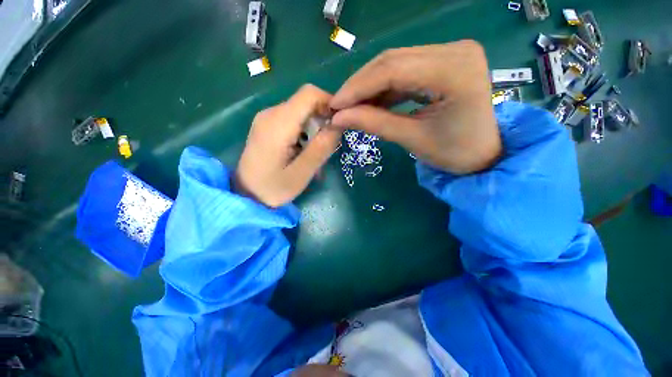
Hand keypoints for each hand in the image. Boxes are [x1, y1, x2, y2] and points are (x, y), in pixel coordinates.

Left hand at [235, 84, 341, 207]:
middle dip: (322, 121)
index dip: (329, 103)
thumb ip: (321, 148)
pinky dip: (304, 133)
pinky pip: (292, 120)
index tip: (339, 124)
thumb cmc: (273, 187)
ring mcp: (267, 118)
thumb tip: (338, 124)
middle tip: (325, 148)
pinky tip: (302, 152)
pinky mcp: (267, 125)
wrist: (245, 194)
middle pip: (306, 103)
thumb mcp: (302, 173)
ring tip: (313, 155)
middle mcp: (271, 113)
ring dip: (314, 130)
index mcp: (278, 123)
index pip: (309, 94)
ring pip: (301, 112)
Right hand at [330, 41, 500, 173]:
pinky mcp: (444, 62)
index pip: (393, 69)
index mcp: (454, 70)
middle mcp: (454, 50)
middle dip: (360, 85)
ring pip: (395, 64)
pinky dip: (384, 88)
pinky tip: (370, 103)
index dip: (357, 87)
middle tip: (339, 106)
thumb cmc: (454, 153)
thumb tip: (338, 117)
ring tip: (351, 107)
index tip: (335, 105)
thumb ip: (374, 124)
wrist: (484, 154)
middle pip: (392, 61)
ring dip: (369, 86)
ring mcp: (450, 53)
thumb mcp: (412, 139)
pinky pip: (405, 71)